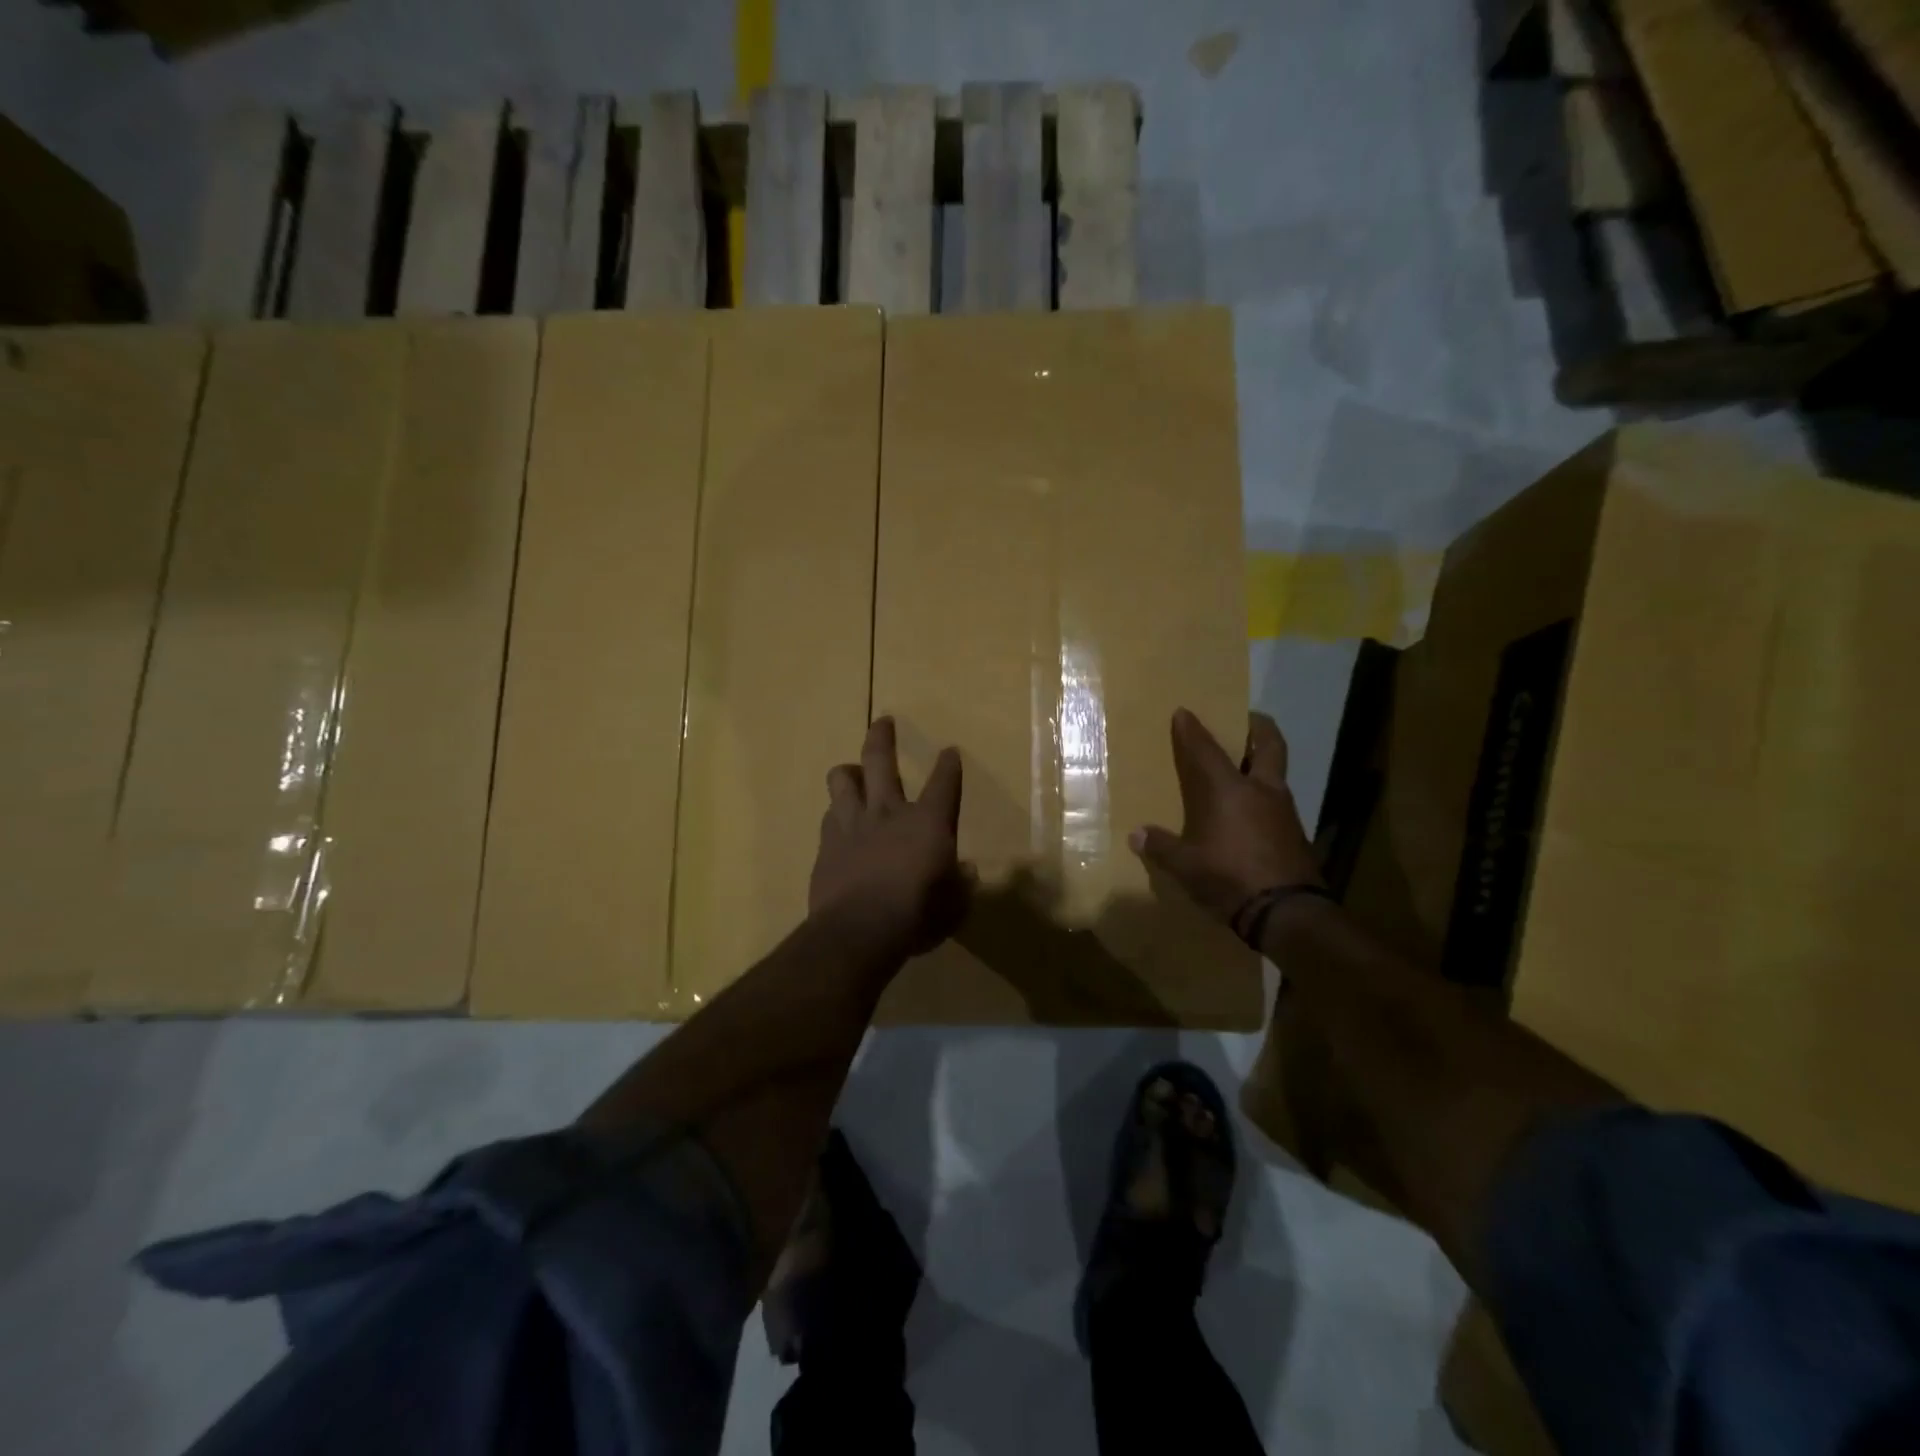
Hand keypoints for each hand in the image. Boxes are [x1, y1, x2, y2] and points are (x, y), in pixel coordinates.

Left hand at [810, 717, 968, 958]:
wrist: (858, 931)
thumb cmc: (917, 916)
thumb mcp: (954, 906)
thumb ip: (961, 885)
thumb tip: (967, 871)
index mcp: (928, 822)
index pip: (944, 782)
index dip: (948, 765)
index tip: (949, 751)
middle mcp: (888, 812)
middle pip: (880, 761)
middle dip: (882, 737)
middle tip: (882, 722)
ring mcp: (852, 825)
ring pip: (842, 780)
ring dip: (848, 772)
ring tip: (851, 772)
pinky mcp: (826, 845)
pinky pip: (829, 816)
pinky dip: (836, 815)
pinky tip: (838, 823)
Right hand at [1129, 709, 1322, 924]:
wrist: (1286, 911)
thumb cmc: (1229, 877)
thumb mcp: (1186, 866)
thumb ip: (1162, 847)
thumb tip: (1137, 834)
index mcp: (1229, 790)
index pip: (1206, 750)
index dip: (1192, 730)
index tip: (1184, 712)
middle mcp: (1261, 790)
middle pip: (1269, 745)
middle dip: (1258, 728)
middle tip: (1246, 720)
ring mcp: (1284, 811)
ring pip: (1276, 773)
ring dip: (1263, 764)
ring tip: (1244, 768)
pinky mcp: (1295, 833)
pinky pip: (1278, 802)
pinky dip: (1265, 796)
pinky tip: (1252, 812)